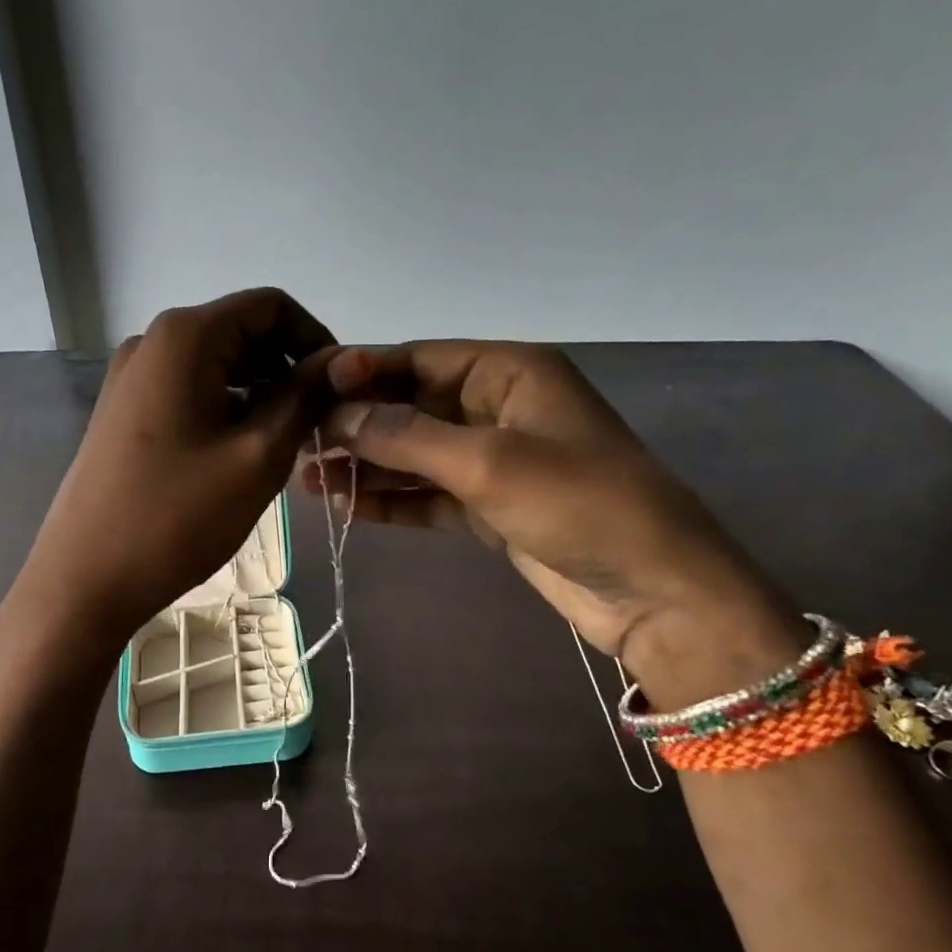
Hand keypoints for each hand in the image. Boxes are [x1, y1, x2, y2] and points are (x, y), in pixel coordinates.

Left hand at [20, 289, 336, 642]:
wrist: (85, 578)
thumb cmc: (178, 516)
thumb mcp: (258, 455)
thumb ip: (304, 397)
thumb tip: (338, 361)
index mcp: (185, 336)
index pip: (270, 306)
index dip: (315, 339)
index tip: (340, 389)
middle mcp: (153, 343)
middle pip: (242, 333)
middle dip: (288, 370)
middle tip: (320, 425)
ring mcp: (131, 378)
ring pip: (216, 366)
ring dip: (260, 394)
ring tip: (286, 445)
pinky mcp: (123, 413)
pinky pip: (189, 392)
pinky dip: (226, 410)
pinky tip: (241, 454)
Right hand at [306, 342, 807, 707]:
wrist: (654, 592)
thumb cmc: (579, 505)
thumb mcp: (487, 462)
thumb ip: (406, 436)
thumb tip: (337, 414)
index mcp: (509, 372)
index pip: (418, 359)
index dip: (360, 371)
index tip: (304, 388)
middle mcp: (497, 407)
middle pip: (410, 406)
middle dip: (356, 423)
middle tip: (297, 441)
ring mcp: (492, 460)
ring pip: (413, 453)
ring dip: (365, 464)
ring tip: (307, 478)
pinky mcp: (488, 506)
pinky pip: (427, 494)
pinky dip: (391, 500)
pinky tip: (346, 506)